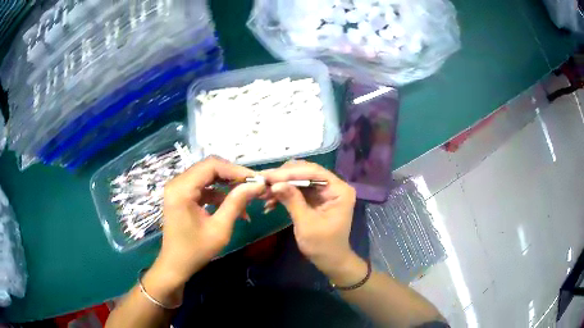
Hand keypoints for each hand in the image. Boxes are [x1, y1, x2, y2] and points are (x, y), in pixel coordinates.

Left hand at [154, 157, 264, 285]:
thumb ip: (236, 203)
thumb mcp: (219, 228)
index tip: (256, 180)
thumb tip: (257, 185)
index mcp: (182, 189)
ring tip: (246, 198)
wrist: (175, 265)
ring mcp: (178, 188)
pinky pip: (203, 187)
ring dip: (227, 186)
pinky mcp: (182, 195)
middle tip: (253, 186)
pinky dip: (218, 194)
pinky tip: (233, 207)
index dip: (235, 170)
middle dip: (233, 176)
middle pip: (209, 168)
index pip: (211, 166)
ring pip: (207, 176)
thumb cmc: (196, 251)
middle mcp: (177, 182)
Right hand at [263, 160, 362, 282]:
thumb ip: (292, 200)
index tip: (268, 176)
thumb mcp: (306, 223)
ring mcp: (324, 191)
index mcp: (339, 190)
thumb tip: (275, 183)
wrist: (330, 260)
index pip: (314, 173)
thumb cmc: (322, 245)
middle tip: (262, 181)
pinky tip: (270, 203)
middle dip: (283, 177)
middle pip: (306, 172)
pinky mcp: (316, 198)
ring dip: (281, 186)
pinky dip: (284, 194)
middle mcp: (333, 186)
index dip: (290, 173)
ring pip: (299, 180)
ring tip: (263, 194)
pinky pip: (298, 190)